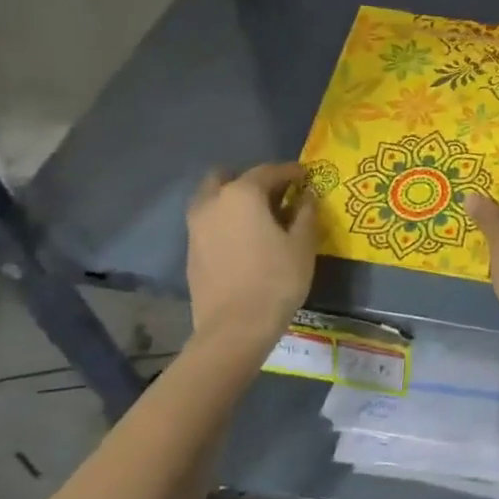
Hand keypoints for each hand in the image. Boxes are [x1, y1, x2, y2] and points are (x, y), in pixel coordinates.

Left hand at [186, 163, 316, 342]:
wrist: (234, 328)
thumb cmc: (276, 280)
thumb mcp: (302, 244)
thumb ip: (305, 213)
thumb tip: (306, 195)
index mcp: (242, 194)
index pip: (269, 171)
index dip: (291, 171)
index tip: (306, 176)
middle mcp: (213, 203)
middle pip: (228, 177)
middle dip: (251, 180)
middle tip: (275, 194)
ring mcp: (196, 227)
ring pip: (213, 199)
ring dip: (234, 201)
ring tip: (260, 218)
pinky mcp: (191, 251)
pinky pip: (210, 223)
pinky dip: (226, 222)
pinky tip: (246, 240)